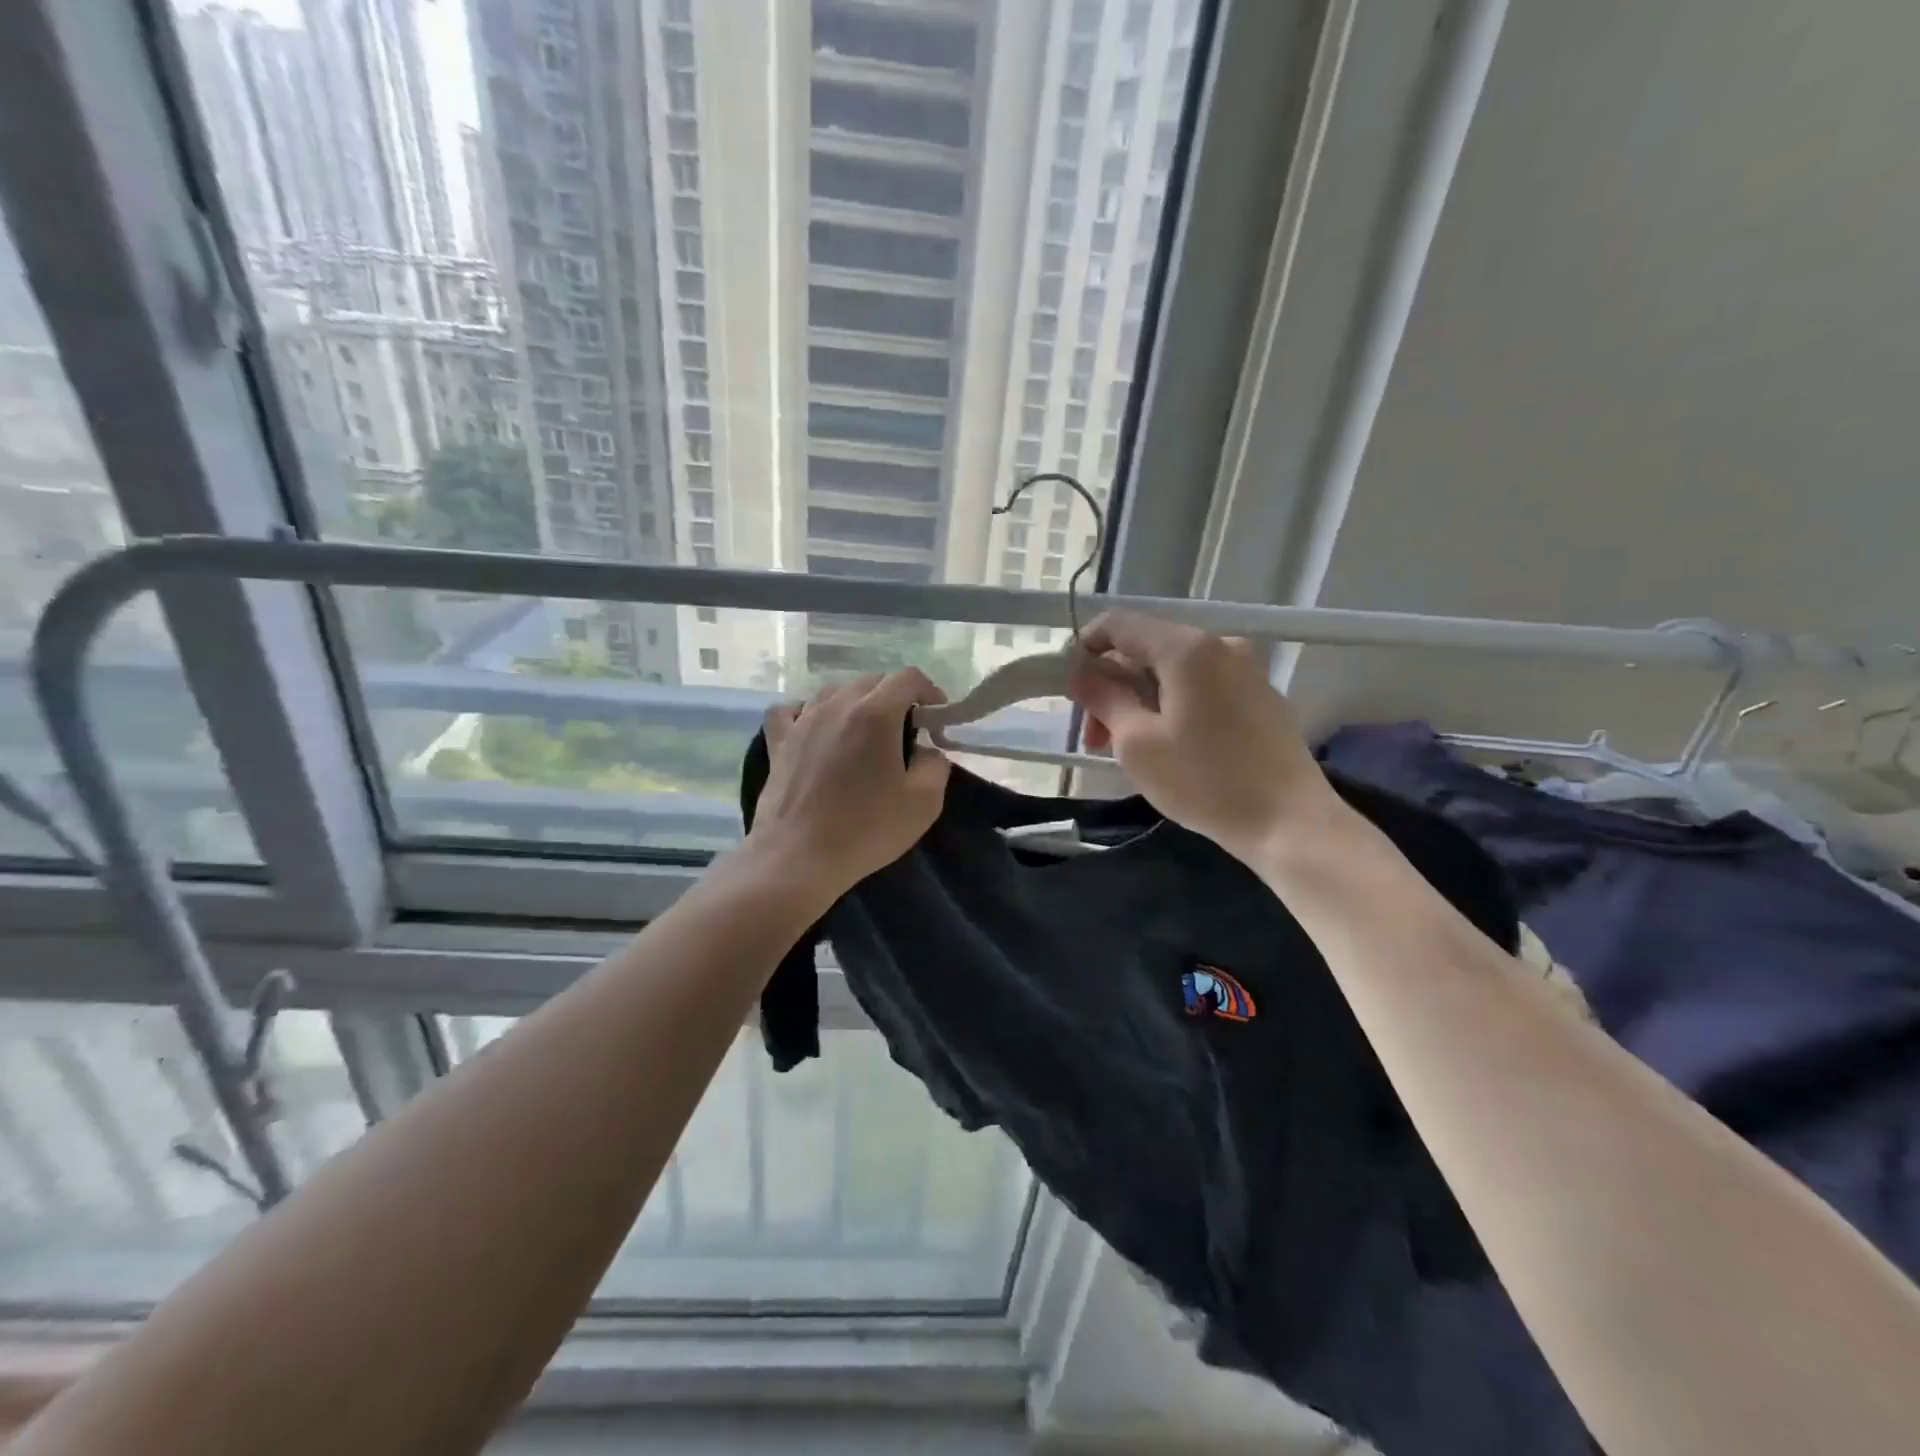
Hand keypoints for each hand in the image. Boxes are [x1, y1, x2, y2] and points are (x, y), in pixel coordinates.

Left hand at [750, 669, 951, 896]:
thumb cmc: (866, 829)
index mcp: (875, 714)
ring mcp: (803, 720)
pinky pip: (792, 710)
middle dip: (896, 698)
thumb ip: (935, 765)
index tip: (937, 719)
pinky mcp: (779, 741)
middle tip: (907, 732)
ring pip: (835, 691)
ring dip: (857, 703)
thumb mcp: (923, 803)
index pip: (908, 678)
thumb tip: (927, 750)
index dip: (930, 692)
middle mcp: (837, 705)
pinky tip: (817, 730)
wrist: (798, 857)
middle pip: (873, 681)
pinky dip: (809, 712)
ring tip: (866, 733)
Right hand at [1065, 612, 1340, 862]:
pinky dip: (1174, 707)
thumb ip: (1103, 698)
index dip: (1086, 648)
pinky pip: (1203, 689)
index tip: (1070, 687)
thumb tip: (1080, 672)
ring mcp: (1246, 671)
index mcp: (1187, 649)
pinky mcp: (1261, 698)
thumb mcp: (1136, 743)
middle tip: (1094, 737)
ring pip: (1175, 673)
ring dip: (1141, 701)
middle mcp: (1220, 646)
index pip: (1121, 625)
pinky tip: (1168, 748)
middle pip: (1148, 651)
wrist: (1289, 822)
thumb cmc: (1203, 781)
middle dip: (1114, 687)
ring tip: (1126, 749)